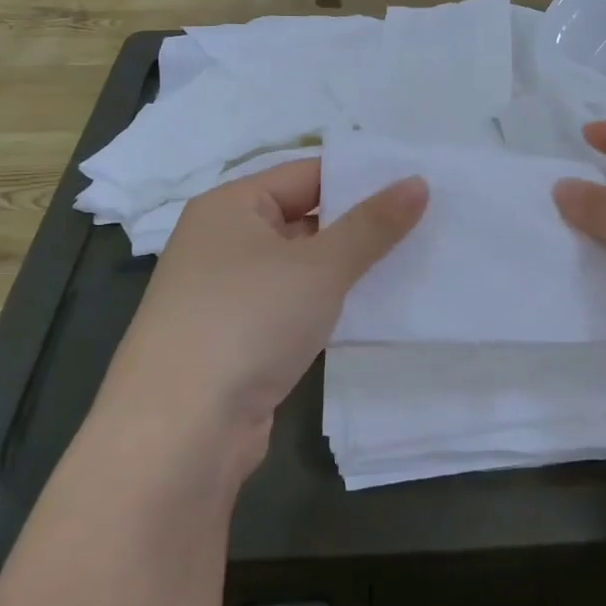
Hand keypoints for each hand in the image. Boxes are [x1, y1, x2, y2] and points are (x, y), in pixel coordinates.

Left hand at [102, 158, 426, 472]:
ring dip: (347, 269)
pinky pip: (292, 307)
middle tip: (426, 222)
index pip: (306, 173)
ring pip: (300, 268)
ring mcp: (226, 294)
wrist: (180, 431)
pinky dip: (326, 306)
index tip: (415, 183)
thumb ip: (372, 225)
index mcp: (229, 206)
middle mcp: (221, 242)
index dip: (360, 177)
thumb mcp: (320, 266)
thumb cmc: (248, 321)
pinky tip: (371, 310)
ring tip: (413, 263)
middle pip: (303, 218)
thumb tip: (418, 182)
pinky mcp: (236, 340)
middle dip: (359, 225)